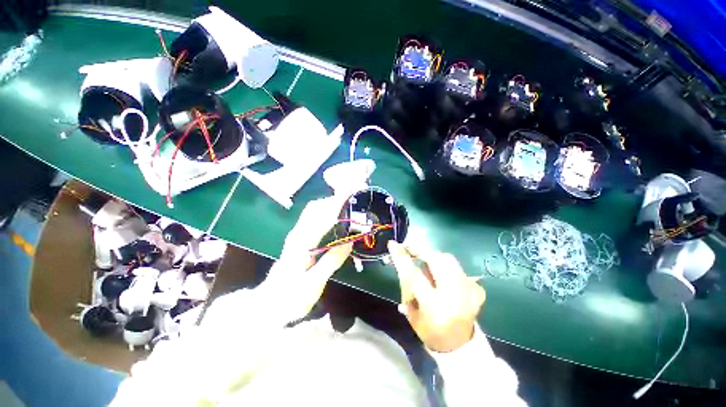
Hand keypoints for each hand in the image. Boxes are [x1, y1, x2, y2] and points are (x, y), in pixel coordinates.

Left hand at [264, 195, 351, 320]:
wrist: (268, 304)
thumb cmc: (290, 298)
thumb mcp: (313, 284)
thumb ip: (330, 261)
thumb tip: (349, 241)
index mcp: (302, 243)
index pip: (322, 217)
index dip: (337, 204)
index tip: (351, 194)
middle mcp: (298, 234)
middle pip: (316, 208)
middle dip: (335, 199)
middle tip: (354, 198)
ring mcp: (297, 235)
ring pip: (314, 211)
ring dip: (331, 204)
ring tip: (349, 204)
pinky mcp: (299, 239)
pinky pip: (314, 218)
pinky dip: (326, 211)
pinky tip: (337, 217)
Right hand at [388, 241, 485, 352]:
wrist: (459, 346)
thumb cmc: (429, 331)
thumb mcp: (412, 312)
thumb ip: (407, 285)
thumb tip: (401, 259)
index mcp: (434, 307)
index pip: (414, 275)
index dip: (402, 258)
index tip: (393, 245)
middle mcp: (455, 297)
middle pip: (436, 260)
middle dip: (420, 250)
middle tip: (409, 249)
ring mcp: (469, 291)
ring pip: (448, 259)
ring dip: (432, 257)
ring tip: (424, 263)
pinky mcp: (476, 288)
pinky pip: (457, 268)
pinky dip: (446, 267)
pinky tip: (441, 276)